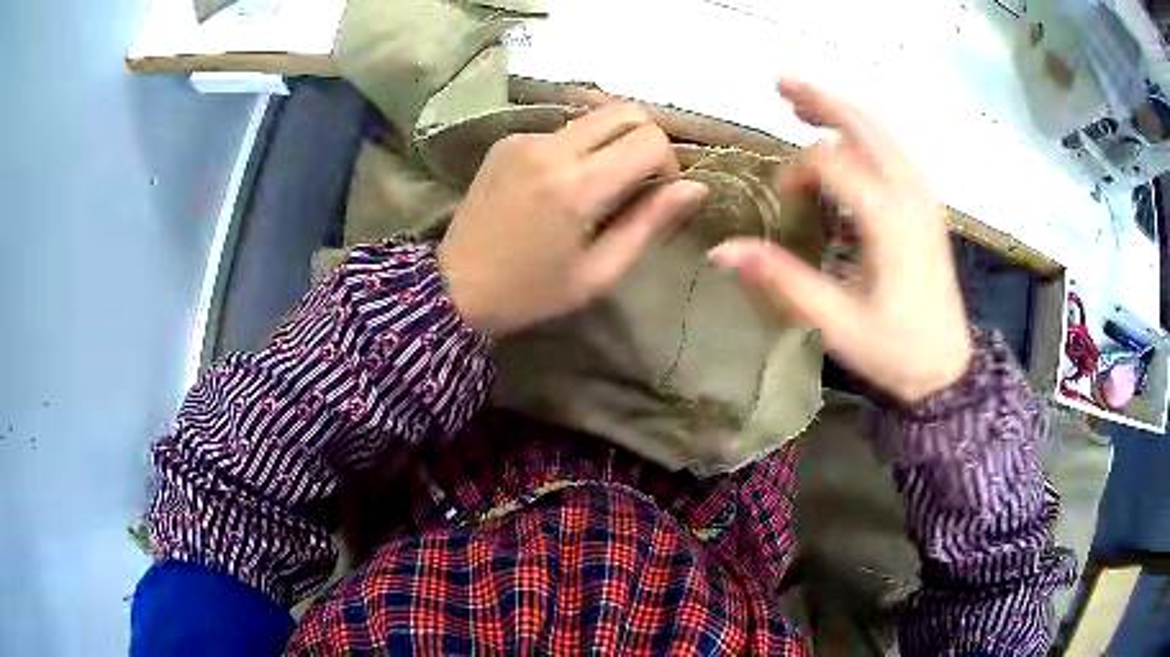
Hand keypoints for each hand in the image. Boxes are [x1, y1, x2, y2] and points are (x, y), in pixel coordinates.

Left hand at [439, 103, 707, 338]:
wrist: (454, 288)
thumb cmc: (532, 291)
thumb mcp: (600, 272)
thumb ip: (650, 224)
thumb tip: (695, 187)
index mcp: (579, 185)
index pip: (650, 139)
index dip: (667, 163)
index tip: (656, 194)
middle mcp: (552, 147)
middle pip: (625, 110)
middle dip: (646, 139)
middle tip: (637, 179)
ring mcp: (524, 138)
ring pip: (594, 115)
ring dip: (612, 141)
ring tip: (599, 184)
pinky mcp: (507, 140)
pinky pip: (561, 128)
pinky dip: (579, 146)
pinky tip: (562, 182)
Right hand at [710, 80, 970, 403]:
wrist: (947, 367)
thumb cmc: (895, 349)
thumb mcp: (836, 324)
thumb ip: (782, 281)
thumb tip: (722, 251)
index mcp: (887, 219)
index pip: (831, 163)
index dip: (797, 170)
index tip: (782, 198)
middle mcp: (909, 194)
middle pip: (862, 125)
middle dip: (820, 101)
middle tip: (781, 86)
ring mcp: (923, 195)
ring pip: (881, 131)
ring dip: (842, 110)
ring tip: (803, 101)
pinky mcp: (927, 204)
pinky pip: (893, 149)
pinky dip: (864, 130)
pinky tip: (846, 134)